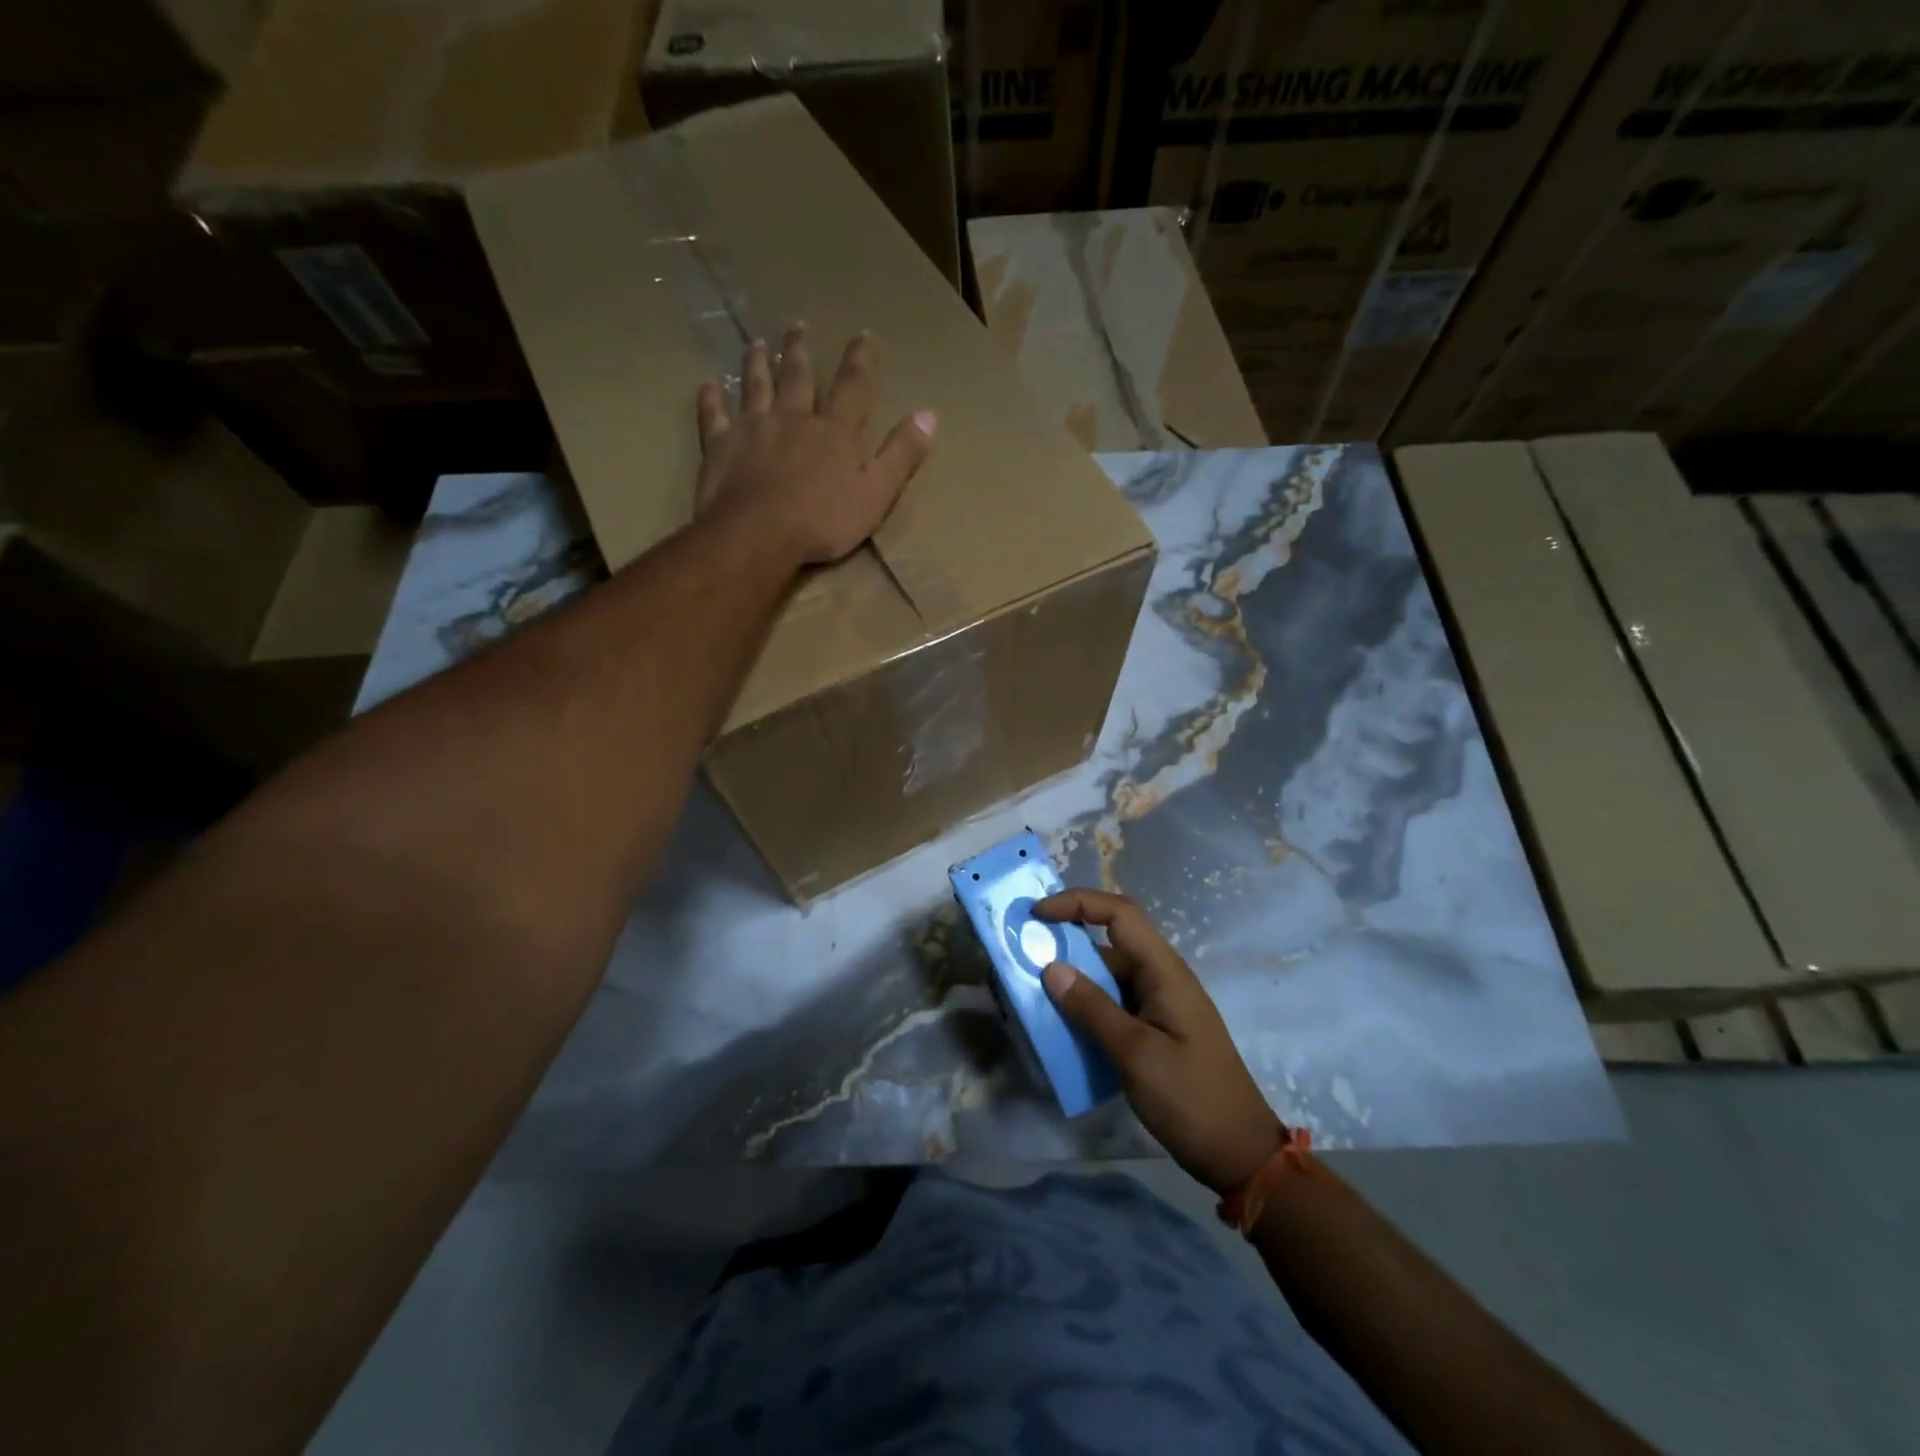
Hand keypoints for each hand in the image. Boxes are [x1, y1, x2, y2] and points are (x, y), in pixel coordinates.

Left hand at [695, 325, 935, 564]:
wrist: (759, 534)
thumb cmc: (823, 521)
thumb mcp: (877, 494)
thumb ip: (901, 454)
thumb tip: (929, 414)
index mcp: (834, 432)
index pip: (853, 387)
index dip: (861, 360)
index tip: (864, 335)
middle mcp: (794, 418)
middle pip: (799, 377)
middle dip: (801, 351)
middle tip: (799, 326)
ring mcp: (754, 428)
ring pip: (756, 386)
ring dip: (758, 363)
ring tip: (758, 343)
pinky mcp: (721, 445)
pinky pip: (714, 416)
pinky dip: (712, 399)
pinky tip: (708, 386)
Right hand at [1037, 889, 1282, 1195]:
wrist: (1239, 1155)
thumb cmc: (1192, 1098)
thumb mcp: (1137, 1054)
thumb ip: (1093, 1009)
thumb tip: (1051, 968)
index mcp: (1164, 971)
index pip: (1120, 914)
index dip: (1078, 903)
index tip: (1038, 914)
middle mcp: (1161, 979)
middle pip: (1108, 943)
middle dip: (1065, 943)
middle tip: (1022, 955)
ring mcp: (1158, 1006)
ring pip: (1106, 977)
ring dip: (1071, 980)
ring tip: (1030, 992)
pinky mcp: (1153, 1031)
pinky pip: (1112, 1005)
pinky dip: (1084, 1008)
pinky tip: (1058, 1026)